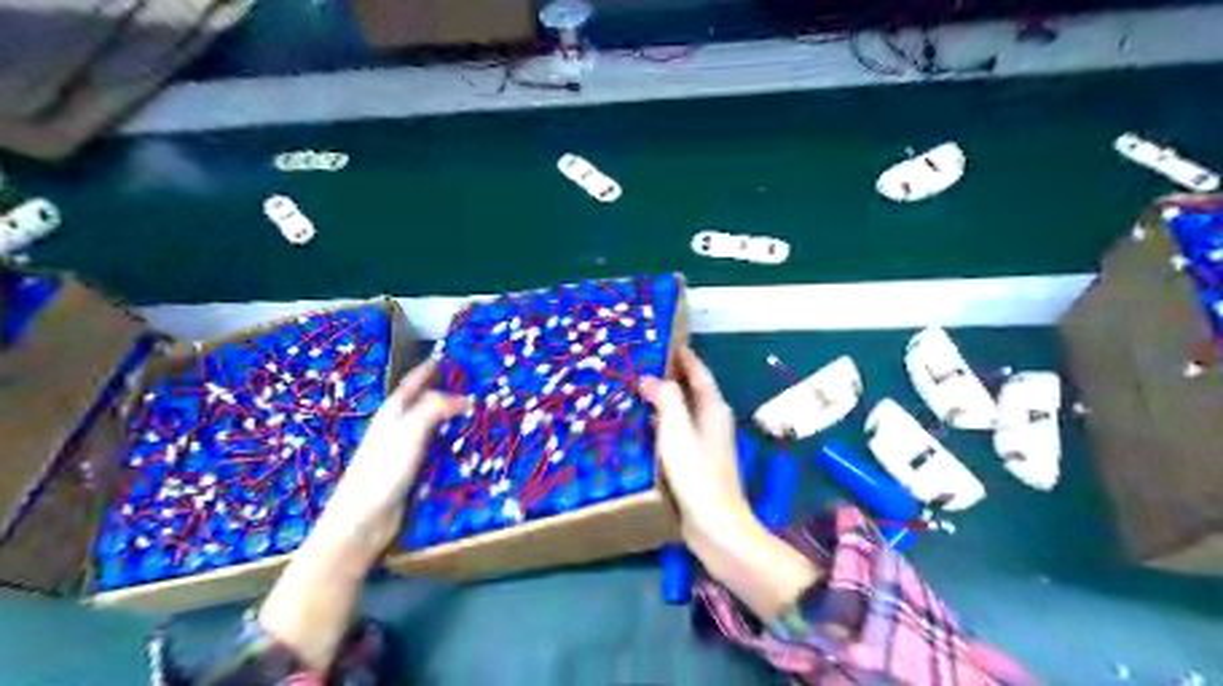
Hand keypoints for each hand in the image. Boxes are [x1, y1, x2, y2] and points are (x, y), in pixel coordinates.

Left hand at [259, 363, 465, 672]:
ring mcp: (401, 453)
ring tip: (474, 411)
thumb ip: (434, 410)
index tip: (447, 355)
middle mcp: (395, 430)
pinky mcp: (409, 474)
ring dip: (448, 417)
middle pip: (422, 403)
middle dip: (442, 390)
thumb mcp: (408, 434)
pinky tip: (463, 447)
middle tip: (470, 382)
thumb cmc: (380, 475)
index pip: (413, 385)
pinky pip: (434, 449)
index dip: (428, 369)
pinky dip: (449, 441)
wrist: (359, 525)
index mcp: (392, 416)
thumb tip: (465, 397)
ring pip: (430, 426)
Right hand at [640, 347, 745, 540]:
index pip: (698, 373)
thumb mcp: (678, 430)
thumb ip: (667, 399)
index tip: (665, 340)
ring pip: (684, 412)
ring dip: (665, 400)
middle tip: (640, 365)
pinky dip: (663, 423)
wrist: (715, 525)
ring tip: (636, 391)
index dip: (684, 356)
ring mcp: (706, 443)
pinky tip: (643, 428)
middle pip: (692, 390)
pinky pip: (678, 432)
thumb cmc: (697, 474)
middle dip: (670, 376)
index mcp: (713, 409)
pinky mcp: (697, 462)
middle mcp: (713, 422)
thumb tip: (650, 378)